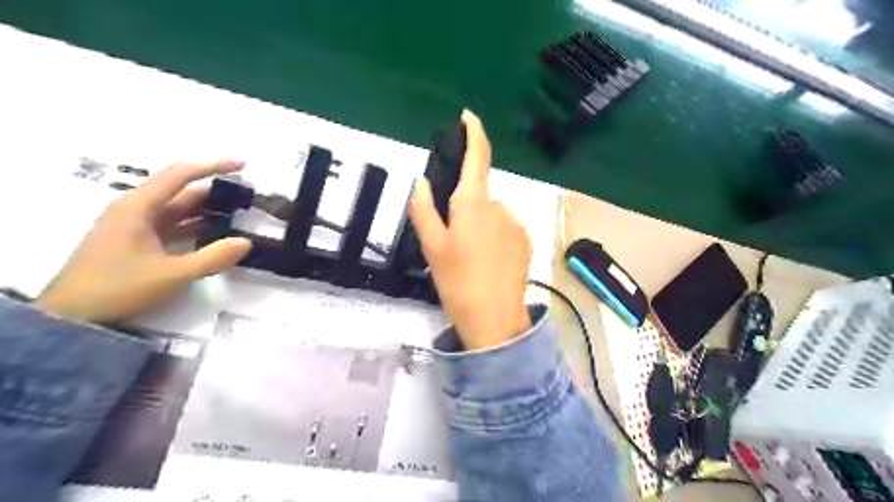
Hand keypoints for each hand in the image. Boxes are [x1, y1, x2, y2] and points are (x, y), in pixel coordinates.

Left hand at [34, 163, 250, 322]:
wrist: (73, 316)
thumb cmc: (120, 287)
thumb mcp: (173, 274)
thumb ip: (213, 257)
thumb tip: (246, 242)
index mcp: (139, 208)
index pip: (179, 175)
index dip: (212, 166)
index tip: (241, 164)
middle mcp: (136, 210)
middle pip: (181, 192)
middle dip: (214, 192)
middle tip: (246, 197)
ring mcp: (135, 227)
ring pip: (178, 211)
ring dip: (207, 211)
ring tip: (238, 215)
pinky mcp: (137, 242)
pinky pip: (173, 227)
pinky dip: (195, 227)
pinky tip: (216, 235)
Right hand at [410, 110, 529, 348]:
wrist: (494, 318)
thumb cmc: (457, 281)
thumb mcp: (431, 247)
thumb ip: (423, 209)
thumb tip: (422, 183)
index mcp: (474, 204)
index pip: (478, 157)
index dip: (474, 133)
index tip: (468, 118)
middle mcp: (500, 207)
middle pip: (479, 195)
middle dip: (465, 209)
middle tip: (453, 241)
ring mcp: (517, 225)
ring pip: (491, 215)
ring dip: (480, 226)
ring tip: (470, 258)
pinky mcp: (526, 241)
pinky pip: (505, 229)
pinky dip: (494, 238)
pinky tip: (488, 263)